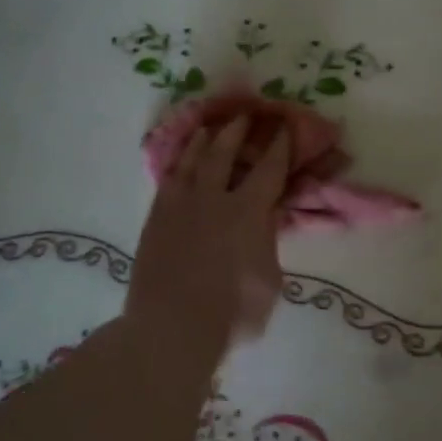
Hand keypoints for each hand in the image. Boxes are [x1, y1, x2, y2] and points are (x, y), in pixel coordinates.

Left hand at [127, 115, 291, 350]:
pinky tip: (180, 160)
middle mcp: (214, 198)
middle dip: (238, 130)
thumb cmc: (232, 311)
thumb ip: (268, 244)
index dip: (280, 146)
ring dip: (204, 140)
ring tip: (210, 127)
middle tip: (246, 113)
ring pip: (192, 160)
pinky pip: (168, 180)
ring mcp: (180, 205)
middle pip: (225, 152)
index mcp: (249, 211)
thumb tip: (264, 223)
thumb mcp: (269, 279)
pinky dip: (177, 164)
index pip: (269, 169)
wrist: (172, 327)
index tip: (285, 127)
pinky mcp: (156, 219)